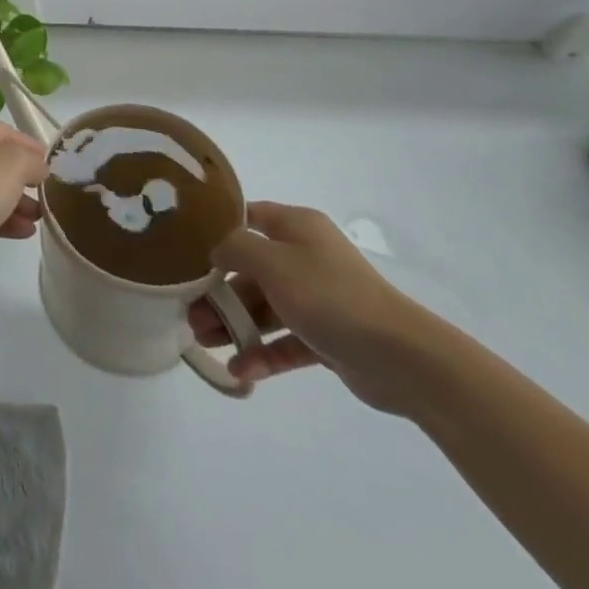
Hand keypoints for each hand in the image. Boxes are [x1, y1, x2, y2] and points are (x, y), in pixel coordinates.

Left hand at [0, 112, 47, 290]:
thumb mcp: (12, 163)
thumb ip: (32, 160)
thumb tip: (39, 167)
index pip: (5, 131)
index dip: (30, 147)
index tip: (53, 165)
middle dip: (24, 178)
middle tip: (48, 193)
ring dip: (17, 201)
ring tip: (42, 216)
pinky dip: (4, 219)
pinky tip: (26, 232)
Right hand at [190, 201, 446, 414]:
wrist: (400, 357)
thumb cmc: (329, 296)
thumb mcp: (272, 262)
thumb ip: (236, 249)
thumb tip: (217, 250)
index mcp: (297, 228)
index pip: (250, 218)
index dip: (220, 230)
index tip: (189, 249)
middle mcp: (306, 257)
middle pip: (252, 270)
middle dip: (220, 292)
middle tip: (190, 312)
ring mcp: (318, 298)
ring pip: (266, 308)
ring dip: (235, 324)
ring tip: (203, 342)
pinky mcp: (328, 337)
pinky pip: (287, 341)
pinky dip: (263, 353)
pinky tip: (240, 370)